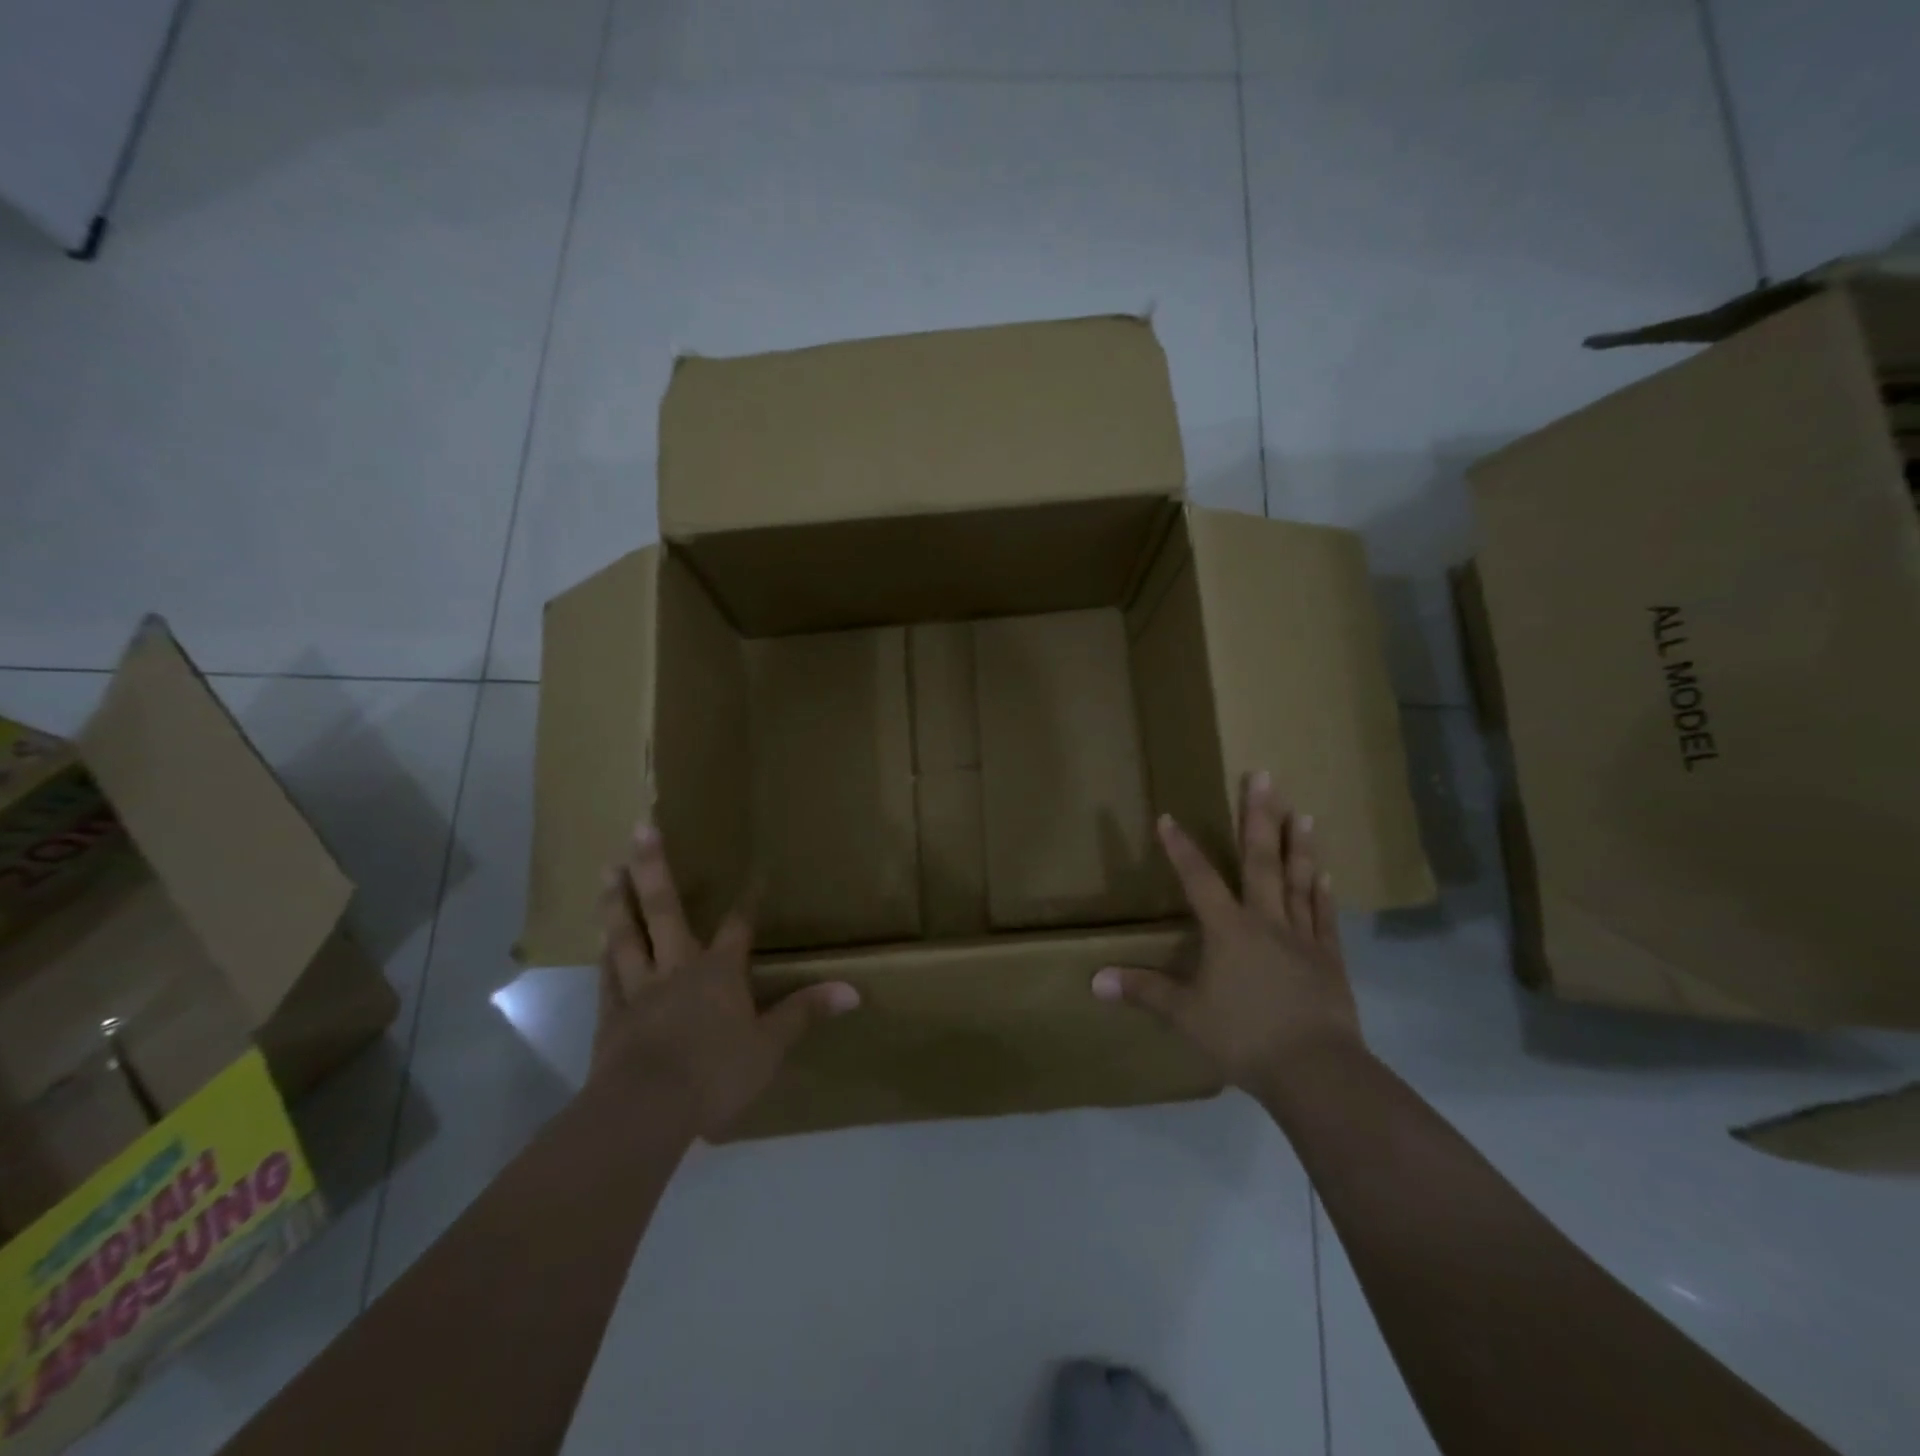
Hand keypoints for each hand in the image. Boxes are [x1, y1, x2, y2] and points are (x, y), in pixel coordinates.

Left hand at [593, 824, 858, 1137]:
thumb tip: (853, 990)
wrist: (645, 1109)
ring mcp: (639, 988)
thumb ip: (805, 1012)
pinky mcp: (611, 1015)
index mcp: (720, 971)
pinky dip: (605, 955)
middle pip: (665, 910)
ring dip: (618, 902)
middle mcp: (678, 967)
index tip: (756, 870)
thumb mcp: (770, 1046)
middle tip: (640, 828)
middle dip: (654, 868)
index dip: (749, 899)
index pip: (739, 926)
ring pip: (628, 935)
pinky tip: (599, 939)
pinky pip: (608, 976)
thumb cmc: (716, 1073)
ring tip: (608, 870)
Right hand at [1091, 772, 1362, 1099]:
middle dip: (1258, 817)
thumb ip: (1142, 991)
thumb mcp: (1184, 1015)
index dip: (1181, 848)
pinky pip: (1324, 916)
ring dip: (1298, 845)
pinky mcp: (1329, 959)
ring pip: (1298, 880)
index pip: (1198, 878)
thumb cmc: (1243, 1037)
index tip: (1169, 817)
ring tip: (1302, 811)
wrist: (1316, 1071)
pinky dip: (1323, 893)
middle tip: (1264, 776)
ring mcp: (1302, 937)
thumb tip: (1094, 980)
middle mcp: (1265, 921)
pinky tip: (1325, 872)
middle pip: (1260, 861)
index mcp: (1228, 930)